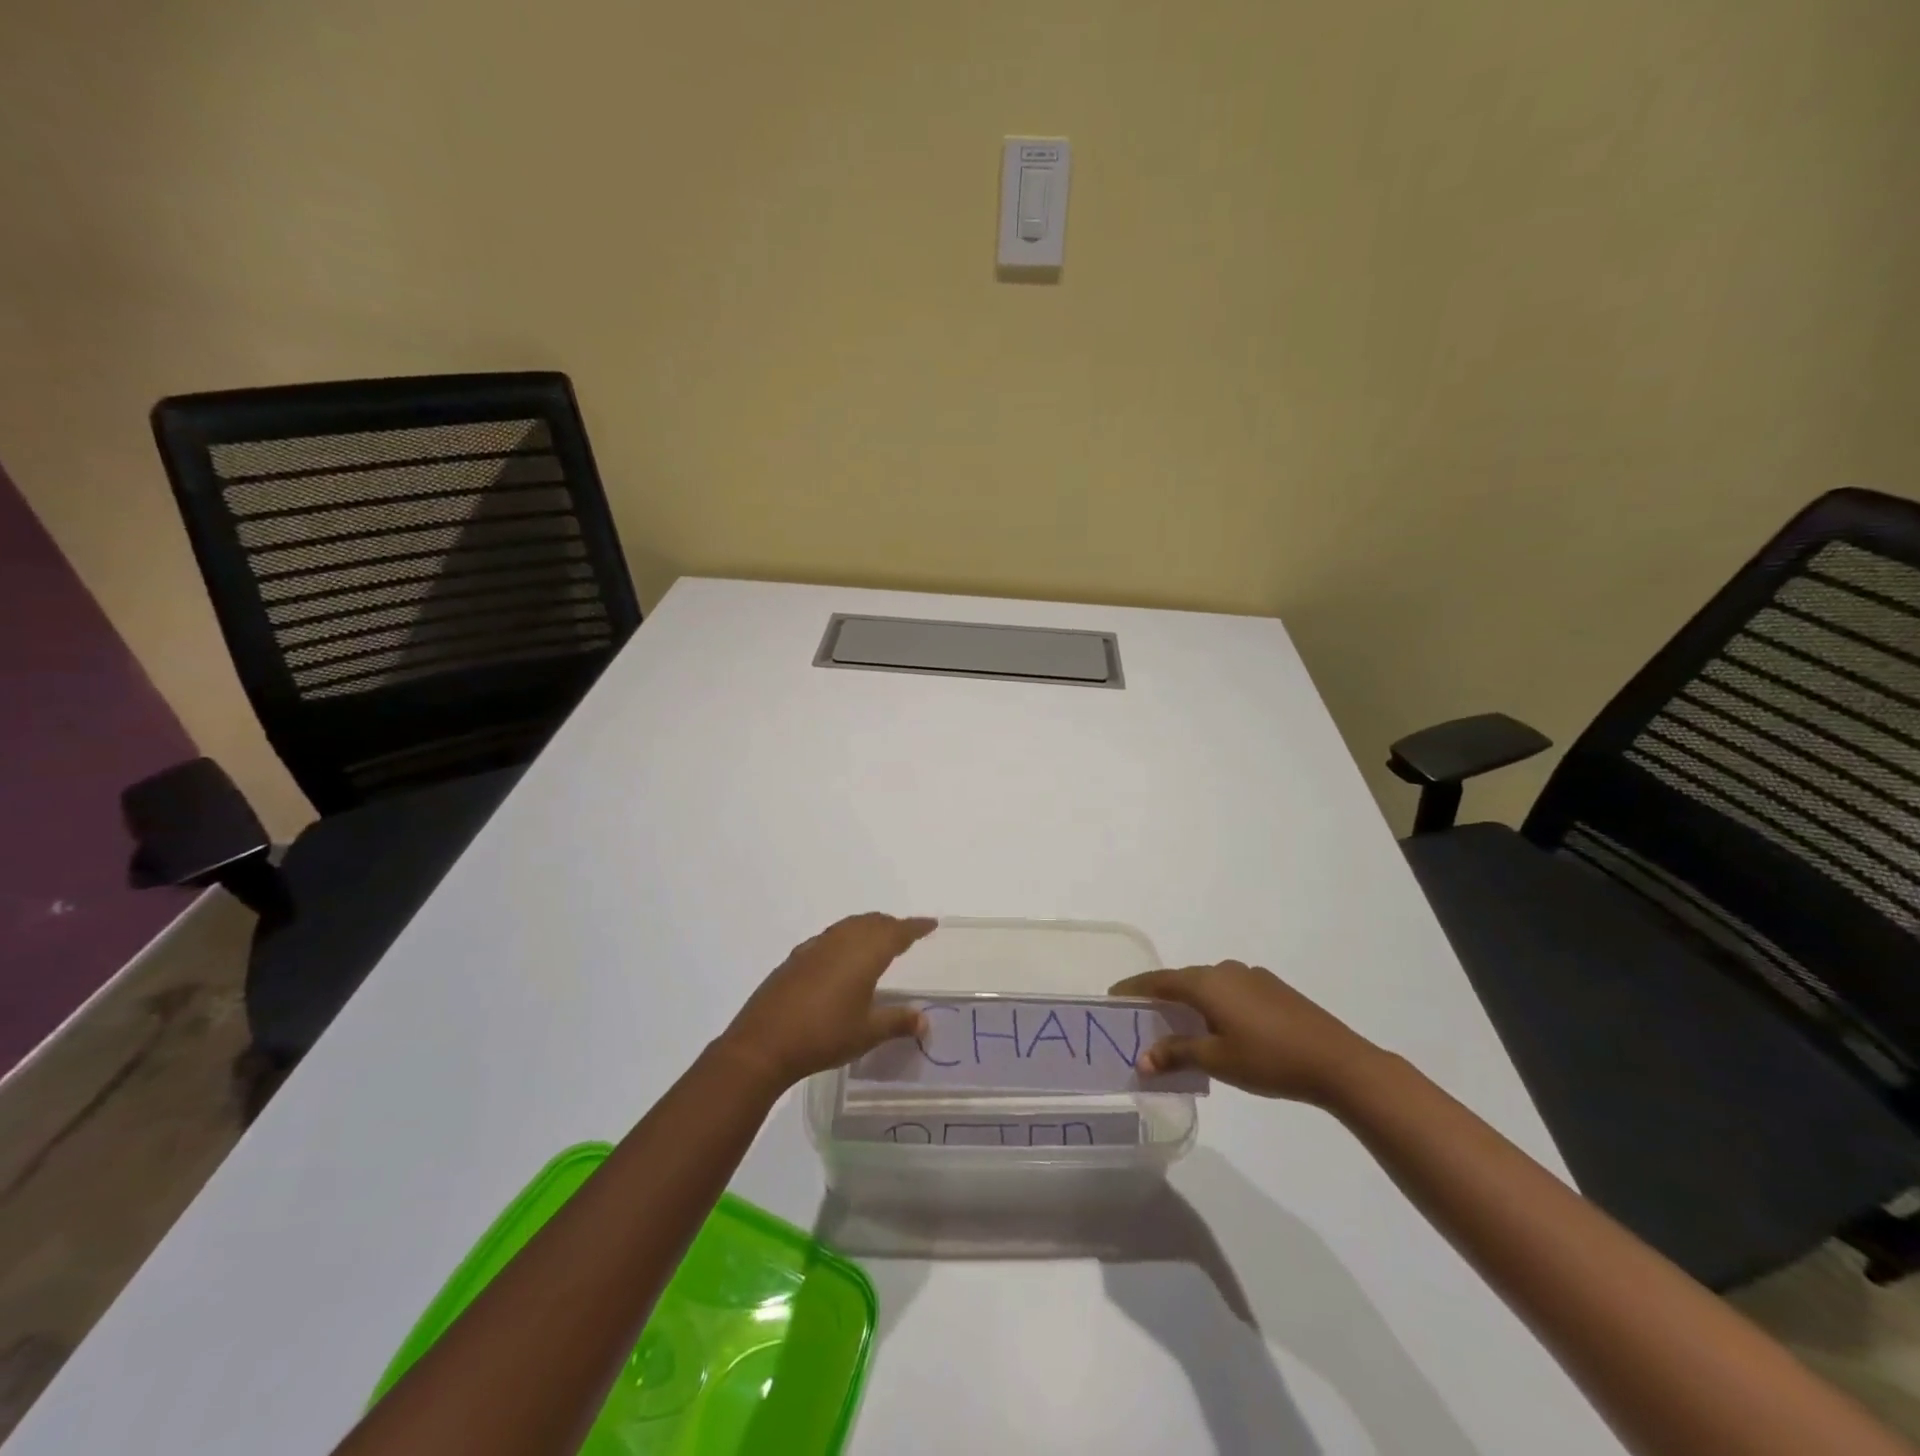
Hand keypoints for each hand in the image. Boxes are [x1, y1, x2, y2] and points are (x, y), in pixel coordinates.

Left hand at [717, 914, 936, 1086]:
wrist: (764, 1043)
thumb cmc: (824, 1035)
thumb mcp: (867, 1033)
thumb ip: (898, 1022)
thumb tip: (924, 1021)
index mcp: (864, 953)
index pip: (897, 932)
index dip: (915, 927)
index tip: (930, 924)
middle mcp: (841, 941)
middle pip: (872, 923)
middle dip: (891, 925)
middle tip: (906, 934)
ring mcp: (815, 948)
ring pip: (848, 926)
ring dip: (867, 928)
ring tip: (877, 941)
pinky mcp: (795, 959)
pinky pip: (829, 938)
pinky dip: (844, 939)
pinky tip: (840, 958)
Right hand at [1110, 961, 1387, 1105]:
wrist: (1337, 1061)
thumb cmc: (1269, 1059)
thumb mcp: (1217, 1060)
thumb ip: (1177, 1054)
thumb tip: (1141, 1059)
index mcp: (1206, 983)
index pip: (1158, 980)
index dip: (1134, 988)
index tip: (1113, 995)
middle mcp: (1225, 970)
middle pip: (1183, 980)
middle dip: (1162, 997)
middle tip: (1143, 1018)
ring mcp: (1252, 976)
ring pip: (1208, 985)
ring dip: (1191, 1001)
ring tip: (1180, 1026)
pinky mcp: (1273, 988)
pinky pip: (1230, 991)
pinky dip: (1215, 1004)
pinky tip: (1221, 1028)